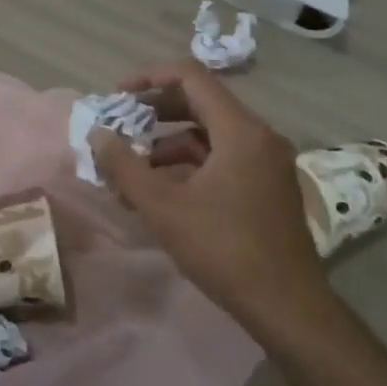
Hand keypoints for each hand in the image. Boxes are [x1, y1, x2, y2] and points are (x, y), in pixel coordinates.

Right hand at [90, 61, 333, 341]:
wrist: (288, 308)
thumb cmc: (223, 249)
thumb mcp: (162, 207)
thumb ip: (124, 166)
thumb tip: (98, 134)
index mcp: (240, 130)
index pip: (192, 77)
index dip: (150, 77)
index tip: (118, 94)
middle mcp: (259, 137)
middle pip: (201, 104)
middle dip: (155, 113)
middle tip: (121, 127)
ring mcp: (267, 163)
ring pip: (210, 136)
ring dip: (168, 146)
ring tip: (132, 171)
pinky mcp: (268, 188)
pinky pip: (223, 159)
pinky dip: (190, 167)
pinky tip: (161, 194)